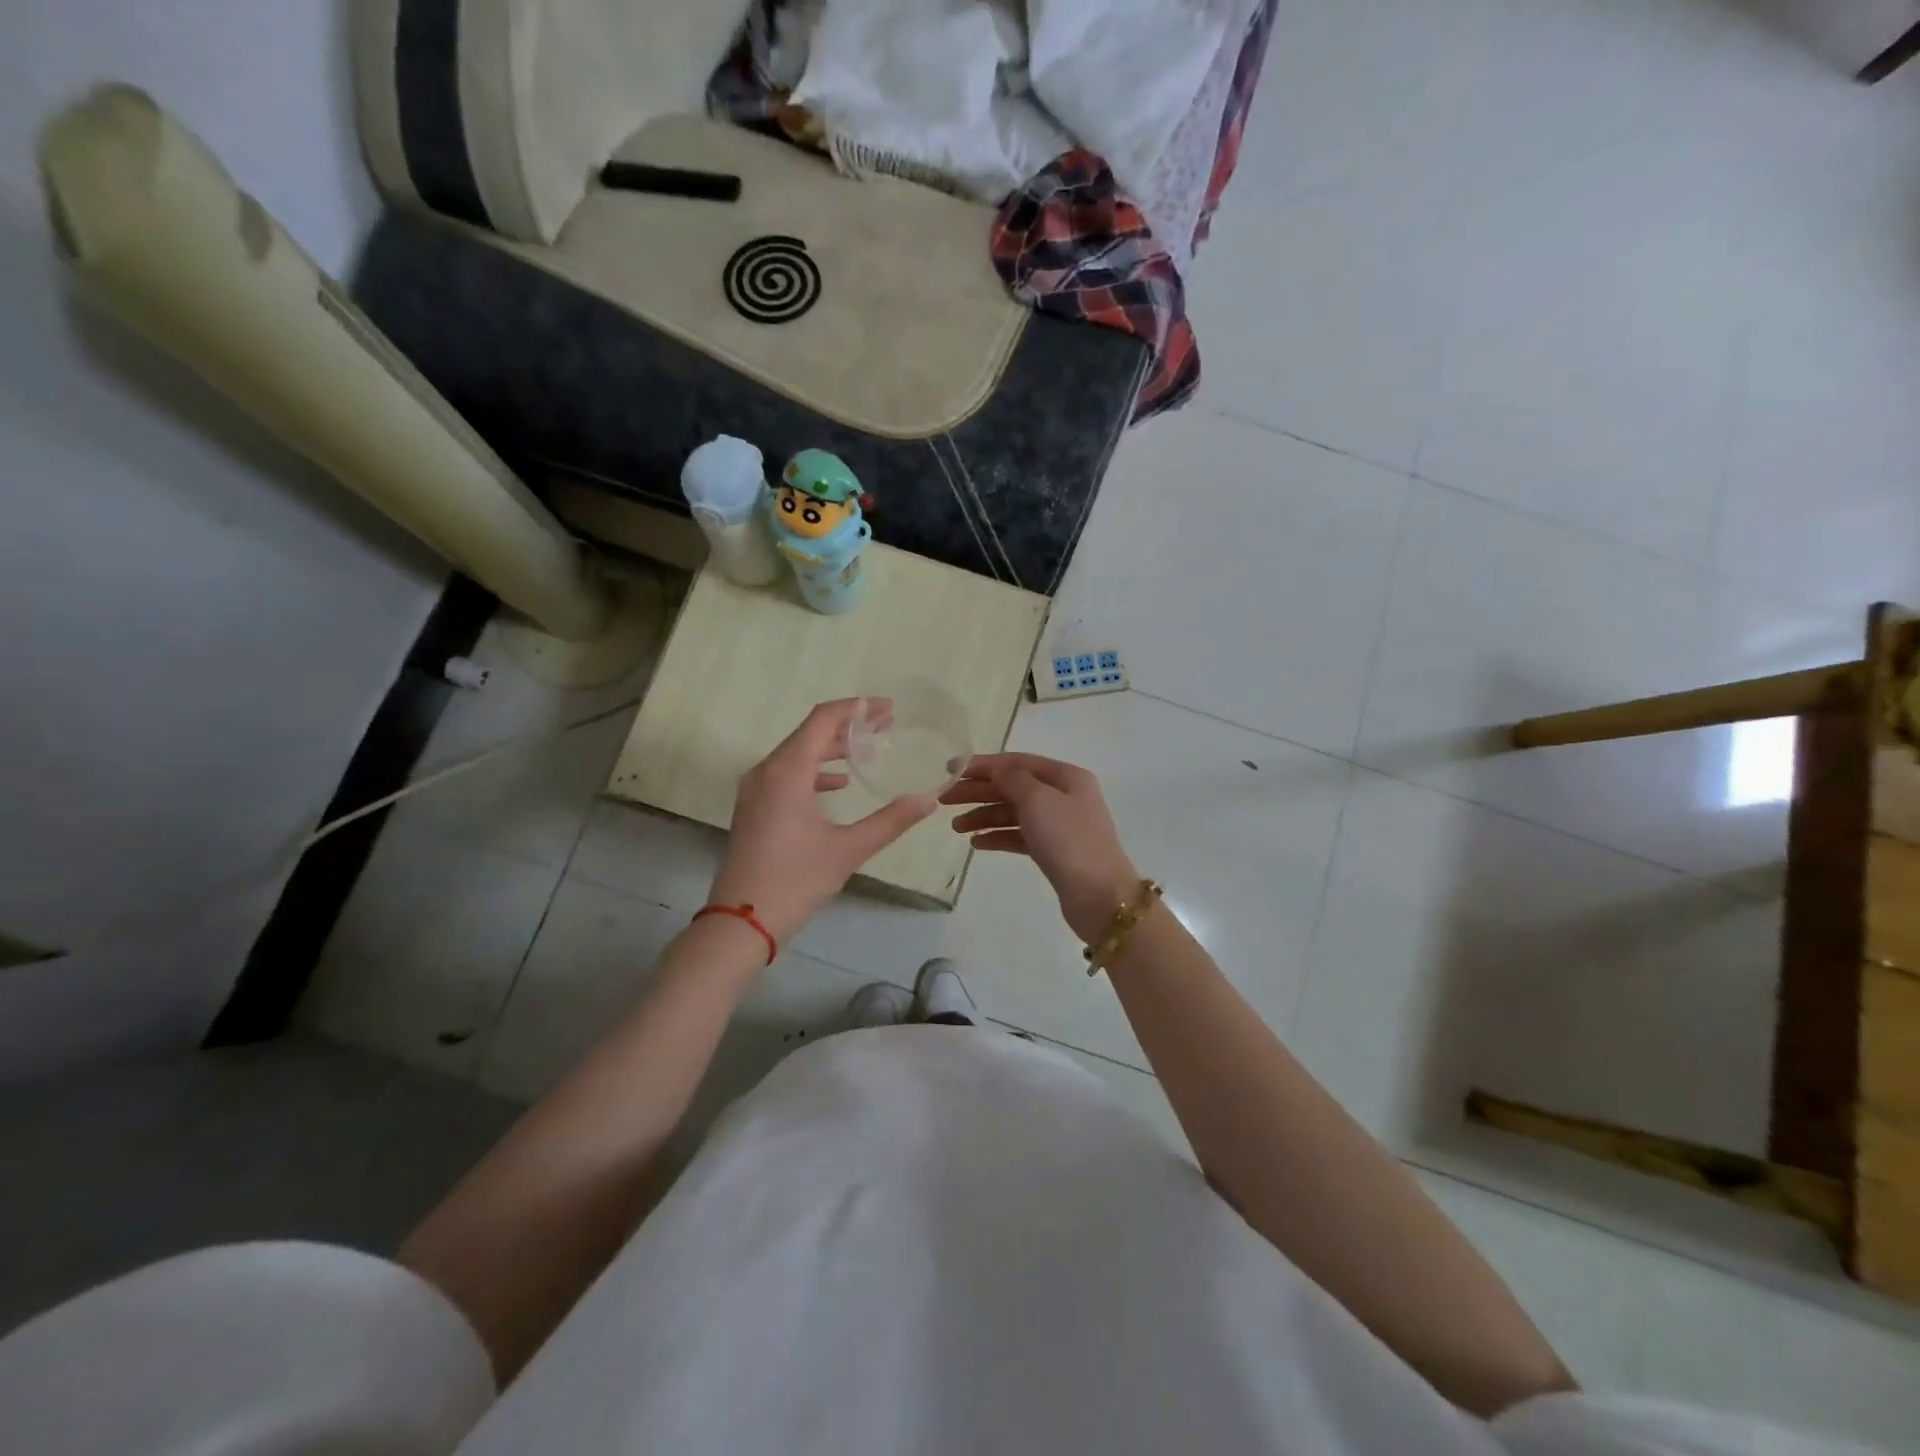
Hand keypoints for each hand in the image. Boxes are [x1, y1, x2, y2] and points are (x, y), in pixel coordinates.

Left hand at [709, 700, 935, 943]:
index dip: (857, 708)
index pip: (823, 719)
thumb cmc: (794, 881)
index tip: (887, 708)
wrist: (740, 923)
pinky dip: (815, 770)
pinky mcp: (753, 807)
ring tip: (868, 749)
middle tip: (886, 725)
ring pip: (797, 752)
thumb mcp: (848, 850)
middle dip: (849, 725)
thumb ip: (890, 821)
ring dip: (832, 747)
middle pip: (810, 732)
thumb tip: (929, 800)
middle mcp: (766, 770)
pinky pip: (786, 773)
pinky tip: (838, 784)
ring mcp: (755, 789)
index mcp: (787, 771)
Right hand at [941, 753, 1139, 942]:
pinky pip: (1019, 836)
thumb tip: (997, 769)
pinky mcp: (1054, 851)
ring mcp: (1059, 825)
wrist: (1100, 896)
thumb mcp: (1038, 800)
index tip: (950, 770)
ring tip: (956, 827)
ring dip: (984, 816)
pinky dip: (998, 836)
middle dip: (979, 791)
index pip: (1017, 762)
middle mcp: (1064, 796)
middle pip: (1013, 787)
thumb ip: (1012, 779)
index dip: (983, 764)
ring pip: (1014, 813)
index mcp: (1066, 777)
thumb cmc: (1068, 840)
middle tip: (945, 800)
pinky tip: (977, 843)